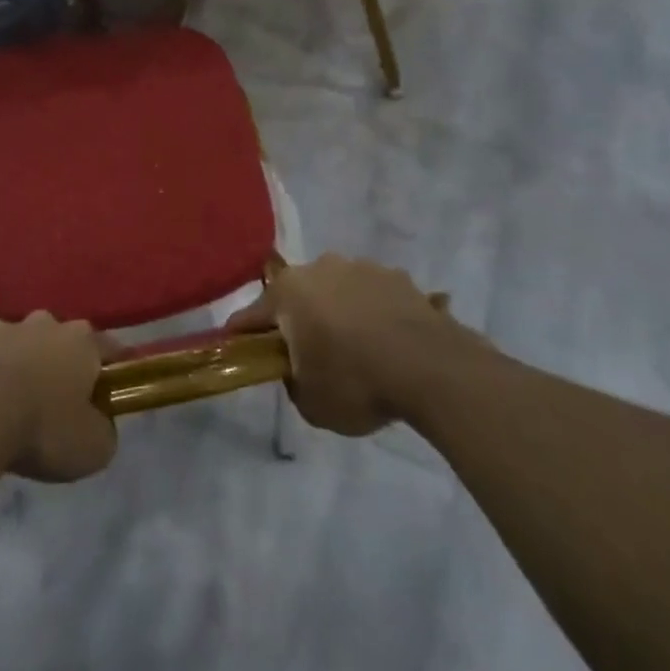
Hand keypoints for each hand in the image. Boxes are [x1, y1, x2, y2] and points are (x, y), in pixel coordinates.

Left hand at [0, 312, 118, 482]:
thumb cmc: (44, 427)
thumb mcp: (93, 447)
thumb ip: (106, 430)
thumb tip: (101, 423)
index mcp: (84, 340)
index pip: (110, 349)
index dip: (114, 370)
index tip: (112, 392)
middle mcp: (50, 323)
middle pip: (67, 342)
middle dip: (68, 365)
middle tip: (66, 400)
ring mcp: (11, 329)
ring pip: (30, 345)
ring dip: (31, 365)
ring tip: (26, 402)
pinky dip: (0, 376)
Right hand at [226, 254, 480, 435]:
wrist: (430, 366)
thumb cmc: (356, 381)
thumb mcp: (311, 403)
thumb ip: (294, 381)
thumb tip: (300, 368)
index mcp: (288, 292)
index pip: (252, 315)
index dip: (244, 335)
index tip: (239, 349)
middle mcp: (319, 268)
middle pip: (298, 296)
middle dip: (299, 321)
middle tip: (310, 355)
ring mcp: (361, 267)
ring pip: (338, 292)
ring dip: (340, 313)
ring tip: (358, 350)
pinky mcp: (397, 276)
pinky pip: (374, 297)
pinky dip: (374, 315)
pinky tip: (389, 345)